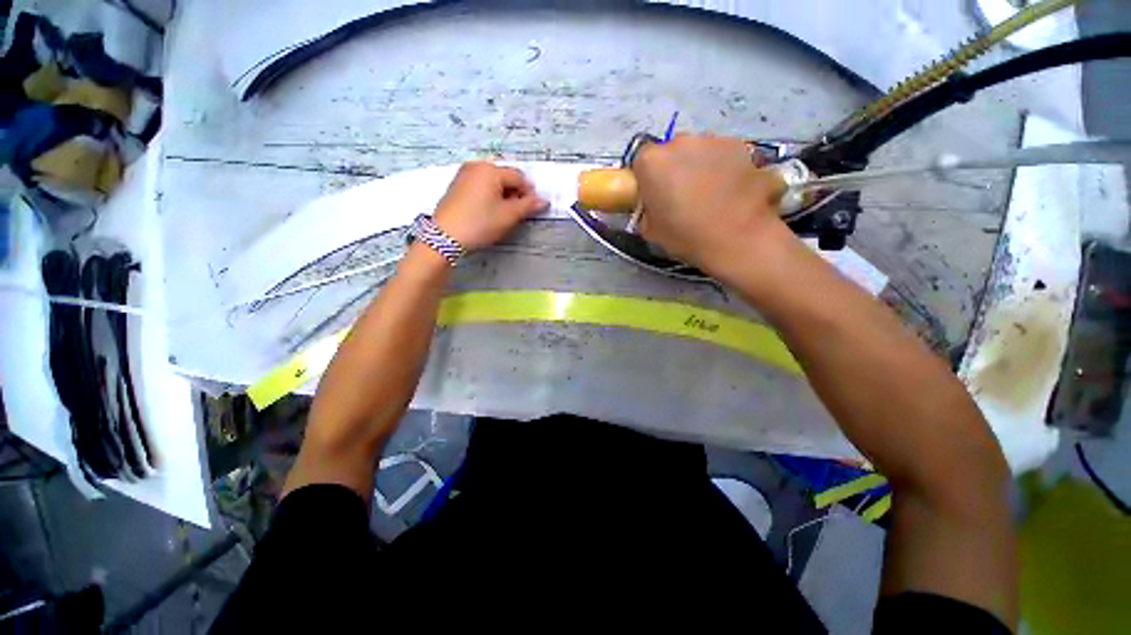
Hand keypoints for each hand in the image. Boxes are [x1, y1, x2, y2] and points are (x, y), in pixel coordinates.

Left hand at [433, 161, 547, 251]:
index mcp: (491, 169)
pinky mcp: (456, 185)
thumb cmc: (480, 224)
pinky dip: (489, 195)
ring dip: (502, 195)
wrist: (445, 237)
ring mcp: (464, 174)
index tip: (531, 209)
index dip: (529, 193)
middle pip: (505, 176)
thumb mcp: (508, 216)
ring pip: (492, 181)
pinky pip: (480, 185)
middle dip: (515, 193)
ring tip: (502, 214)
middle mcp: (476, 166)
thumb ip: (528, 205)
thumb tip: (543, 200)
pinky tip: (488, 211)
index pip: (519, 177)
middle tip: (516, 213)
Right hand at [634, 134, 788, 272]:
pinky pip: (724, 156)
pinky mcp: (742, 146)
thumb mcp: (651, 231)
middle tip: (682, 197)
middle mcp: (680, 142)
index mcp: (652, 162)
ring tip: (711, 196)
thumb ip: (648, 211)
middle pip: (672, 152)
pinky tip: (732, 193)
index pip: (641, 162)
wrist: (738, 238)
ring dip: (701, 167)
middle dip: (675, 169)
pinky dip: (725, 169)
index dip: (647, 179)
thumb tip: (654, 208)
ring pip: (700, 152)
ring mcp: (713, 140)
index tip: (655, 197)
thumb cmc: (686, 236)